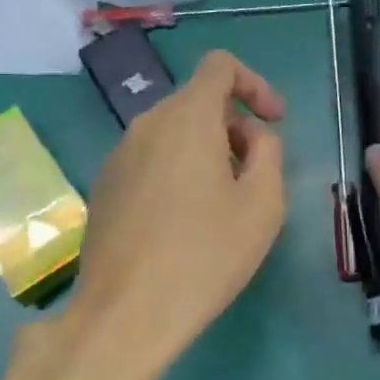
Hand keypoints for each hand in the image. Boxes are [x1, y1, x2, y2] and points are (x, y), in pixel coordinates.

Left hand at [60, 50, 286, 371]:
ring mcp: (118, 156)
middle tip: (256, 175)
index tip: (274, 122)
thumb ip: (268, 153)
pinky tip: (187, 223)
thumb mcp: (263, 204)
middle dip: (234, 127)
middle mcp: (146, 125)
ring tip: (224, 204)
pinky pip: (151, 160)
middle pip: (197, 102)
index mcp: (186, 118)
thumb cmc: (206, 255)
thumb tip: (252, 138)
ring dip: (207, 152)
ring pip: (173, 133)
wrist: (126, 313)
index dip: (255, 84)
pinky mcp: (104, 187)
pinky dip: (178, 172)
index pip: (220, 66)